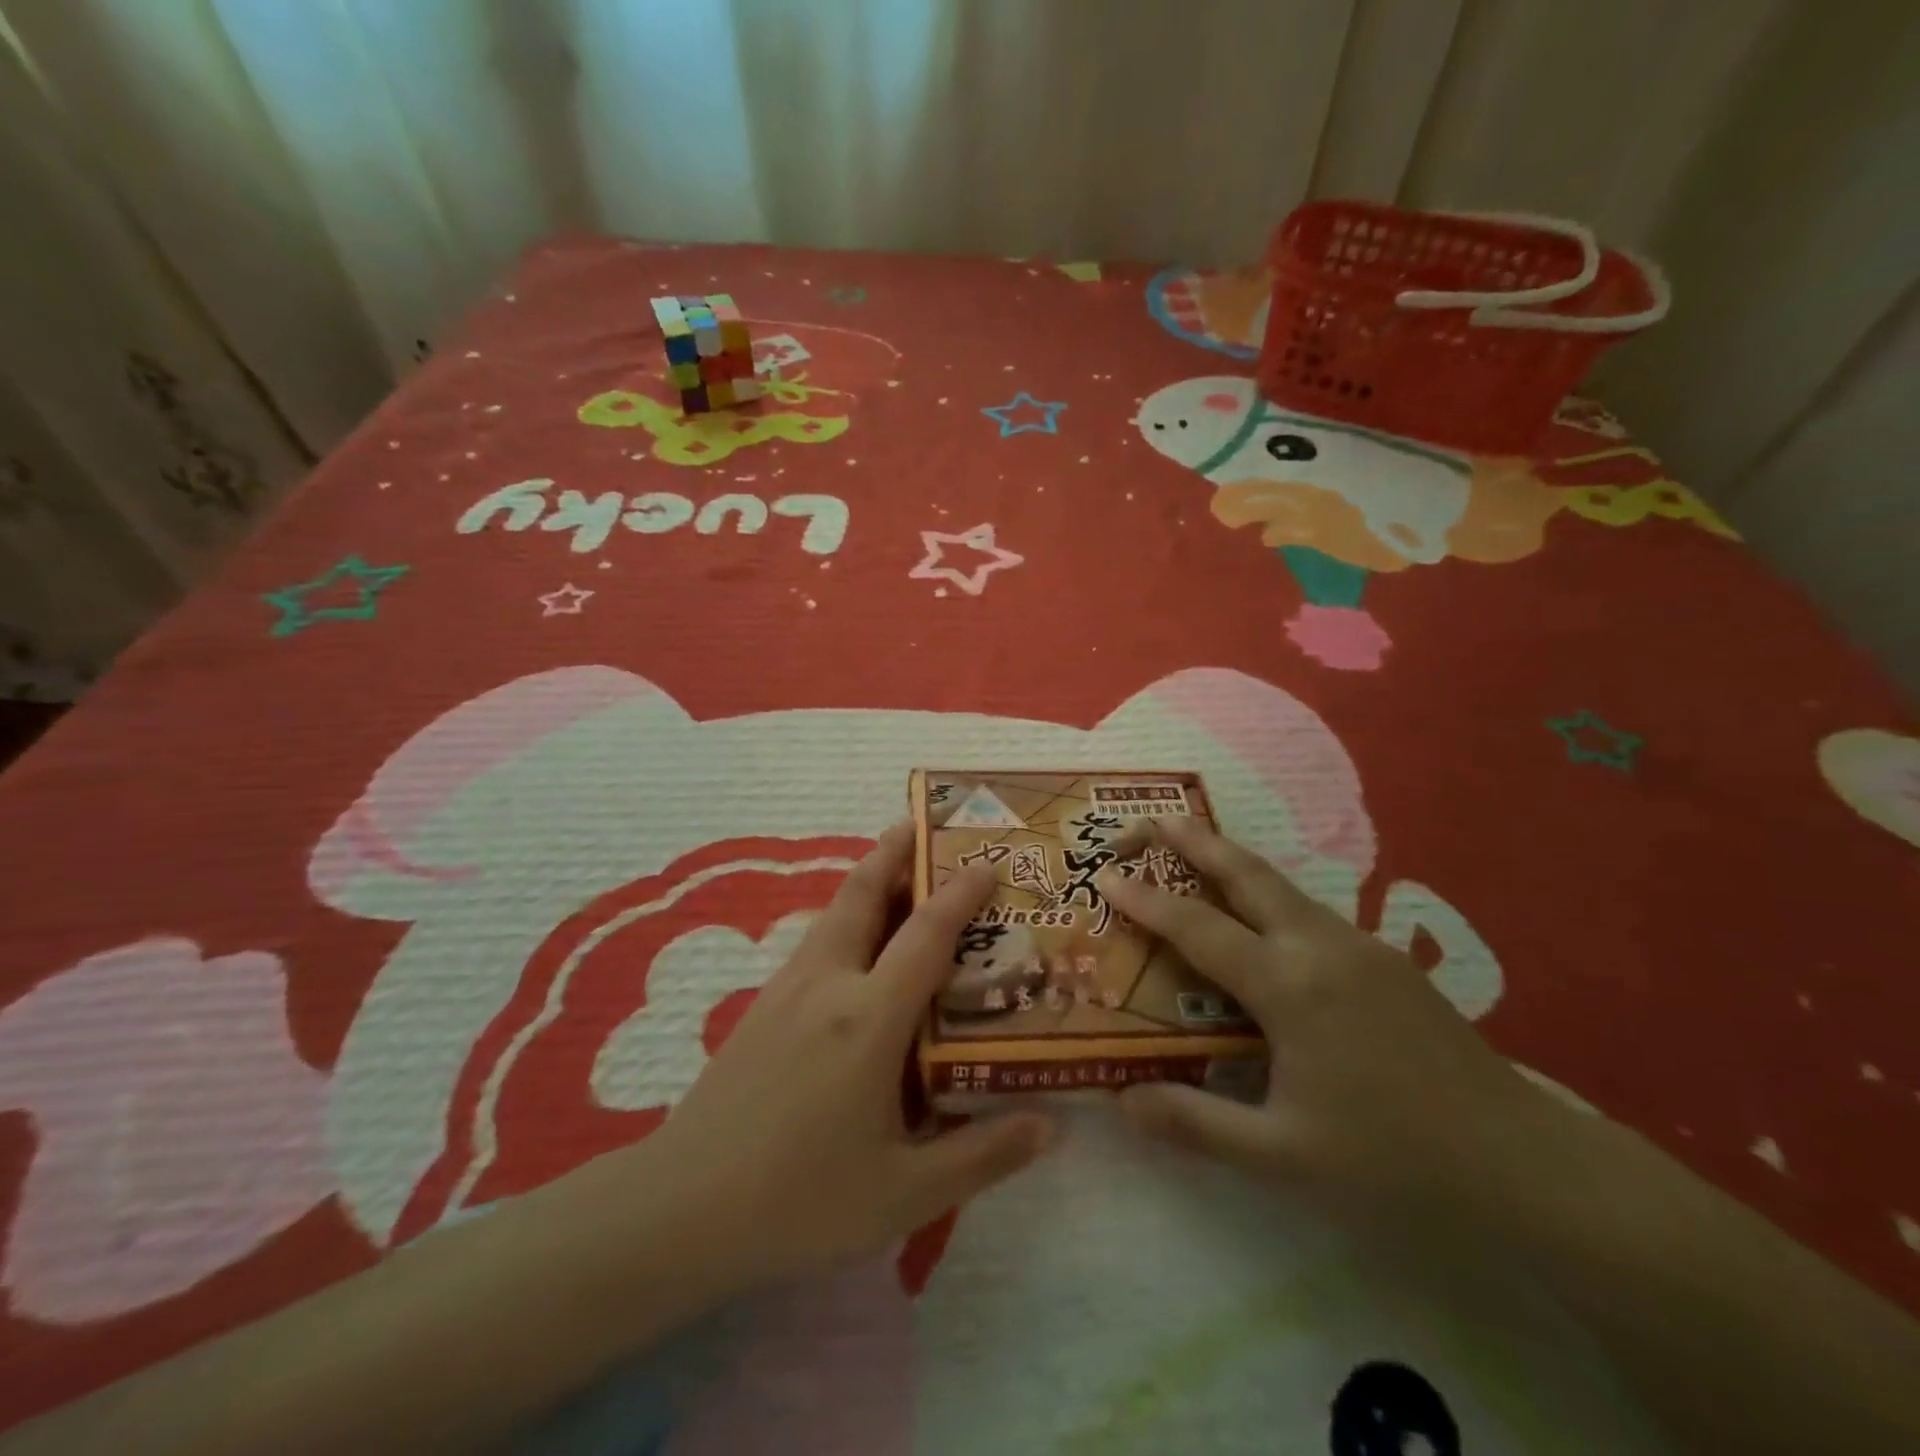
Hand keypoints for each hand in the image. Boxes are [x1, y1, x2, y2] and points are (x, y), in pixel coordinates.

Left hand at [647, 822, 1051, 1286]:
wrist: (679, 1209)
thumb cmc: (800, 1200)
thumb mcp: (904, 1193)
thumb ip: (981, 1154)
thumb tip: (1050, 1127)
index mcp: (869, 1018)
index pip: (926, 934)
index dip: (960, 892)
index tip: (988, 862)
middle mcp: (828, 984)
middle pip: (862, 893)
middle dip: (893, 851)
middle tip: (920, 823)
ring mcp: (787, 990)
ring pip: (834, 912)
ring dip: (866, 880)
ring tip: (894, 869)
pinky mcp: (761, 1007)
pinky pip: (816, 940)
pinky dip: (845, 917)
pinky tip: (853, 945)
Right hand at [1095, 816, 1561, 1223]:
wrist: (1527, 1168)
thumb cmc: (1394, 1161)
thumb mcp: (1283, 1156)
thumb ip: (1195, 1124)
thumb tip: (1120, 1101)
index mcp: (1288, 985)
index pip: (1197, 926)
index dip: (1145, 899)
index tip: (1104, 874)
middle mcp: (1321, 947)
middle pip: (1246, 873)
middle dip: (1193, 840)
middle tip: (1149, 819)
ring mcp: (1361, 948)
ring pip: (1282, 886)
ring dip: (1232, 862)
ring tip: (1194, 851)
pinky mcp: (1388, 961)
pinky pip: (1309, 912)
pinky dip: (1267, 895)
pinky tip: (1262, 923)